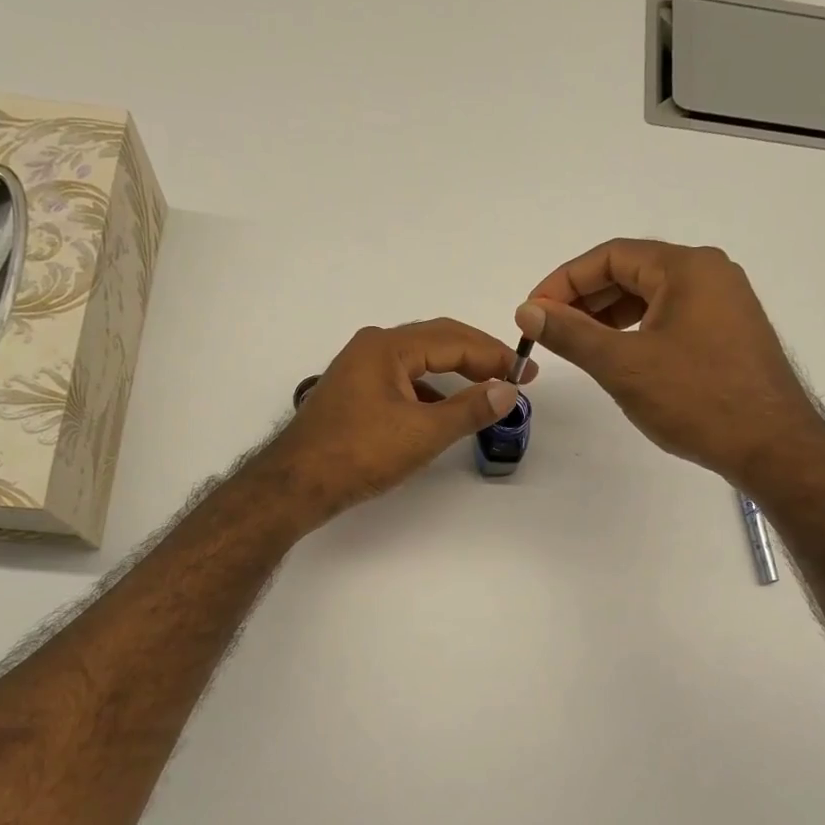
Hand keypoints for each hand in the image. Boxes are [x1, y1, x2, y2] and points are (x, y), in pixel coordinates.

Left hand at [263, 318, 537, 524]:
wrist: (296, 485)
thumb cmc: (359, 454)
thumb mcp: (422, 433)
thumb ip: (469, 410)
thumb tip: (508, 390)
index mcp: (387, 347)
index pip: (454, 340)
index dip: (495, 355)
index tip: (528, 372)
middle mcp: (372, 348)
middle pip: (436, 342)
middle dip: (478, 357)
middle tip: (514, 375)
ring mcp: (359, 370)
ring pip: (419, 362)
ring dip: (454, 374)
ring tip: (486, 391)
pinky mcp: (354, 393)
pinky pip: (402, 381)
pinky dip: (430, 391)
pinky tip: (443, 411)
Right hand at [516, 238, 817, 486]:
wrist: (772, 446)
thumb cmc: (696, 399)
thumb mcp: (623, 365)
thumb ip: (571, 334)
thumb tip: (527, 311)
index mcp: (687, 267)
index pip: (611, 256)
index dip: (564, 281)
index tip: (533, 312)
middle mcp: (710, 273)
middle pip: (632, 271)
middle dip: (585, 299)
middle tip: (549, 330)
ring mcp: (725, 303)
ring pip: (652, 296)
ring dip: (609, 315)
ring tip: (577, 344)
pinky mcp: (729, 332)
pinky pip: (672, 316)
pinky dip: (638, 329)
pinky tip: (620, 355)